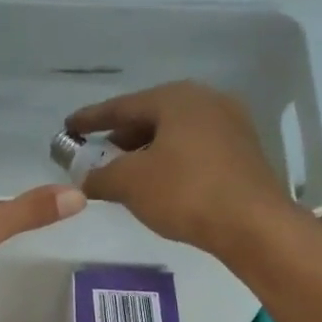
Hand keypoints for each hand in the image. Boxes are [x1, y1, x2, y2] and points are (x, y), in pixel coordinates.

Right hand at [65, 81, 296, 256]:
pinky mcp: (243, 153)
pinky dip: (170, 161)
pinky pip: (194, 150)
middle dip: (121, 136)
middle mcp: (206, 101)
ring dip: (146, 151)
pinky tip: (160, 183)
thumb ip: (101, 177)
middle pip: (152, 116)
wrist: (252, 224)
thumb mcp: (130, 184)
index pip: (123, 105)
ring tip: (126, 172)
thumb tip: (84, 179)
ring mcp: (230, 125)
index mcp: (177, 98)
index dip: (92, 118)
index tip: (69, 126)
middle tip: (98, 153)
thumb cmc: (185, 192)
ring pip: (175, 134)